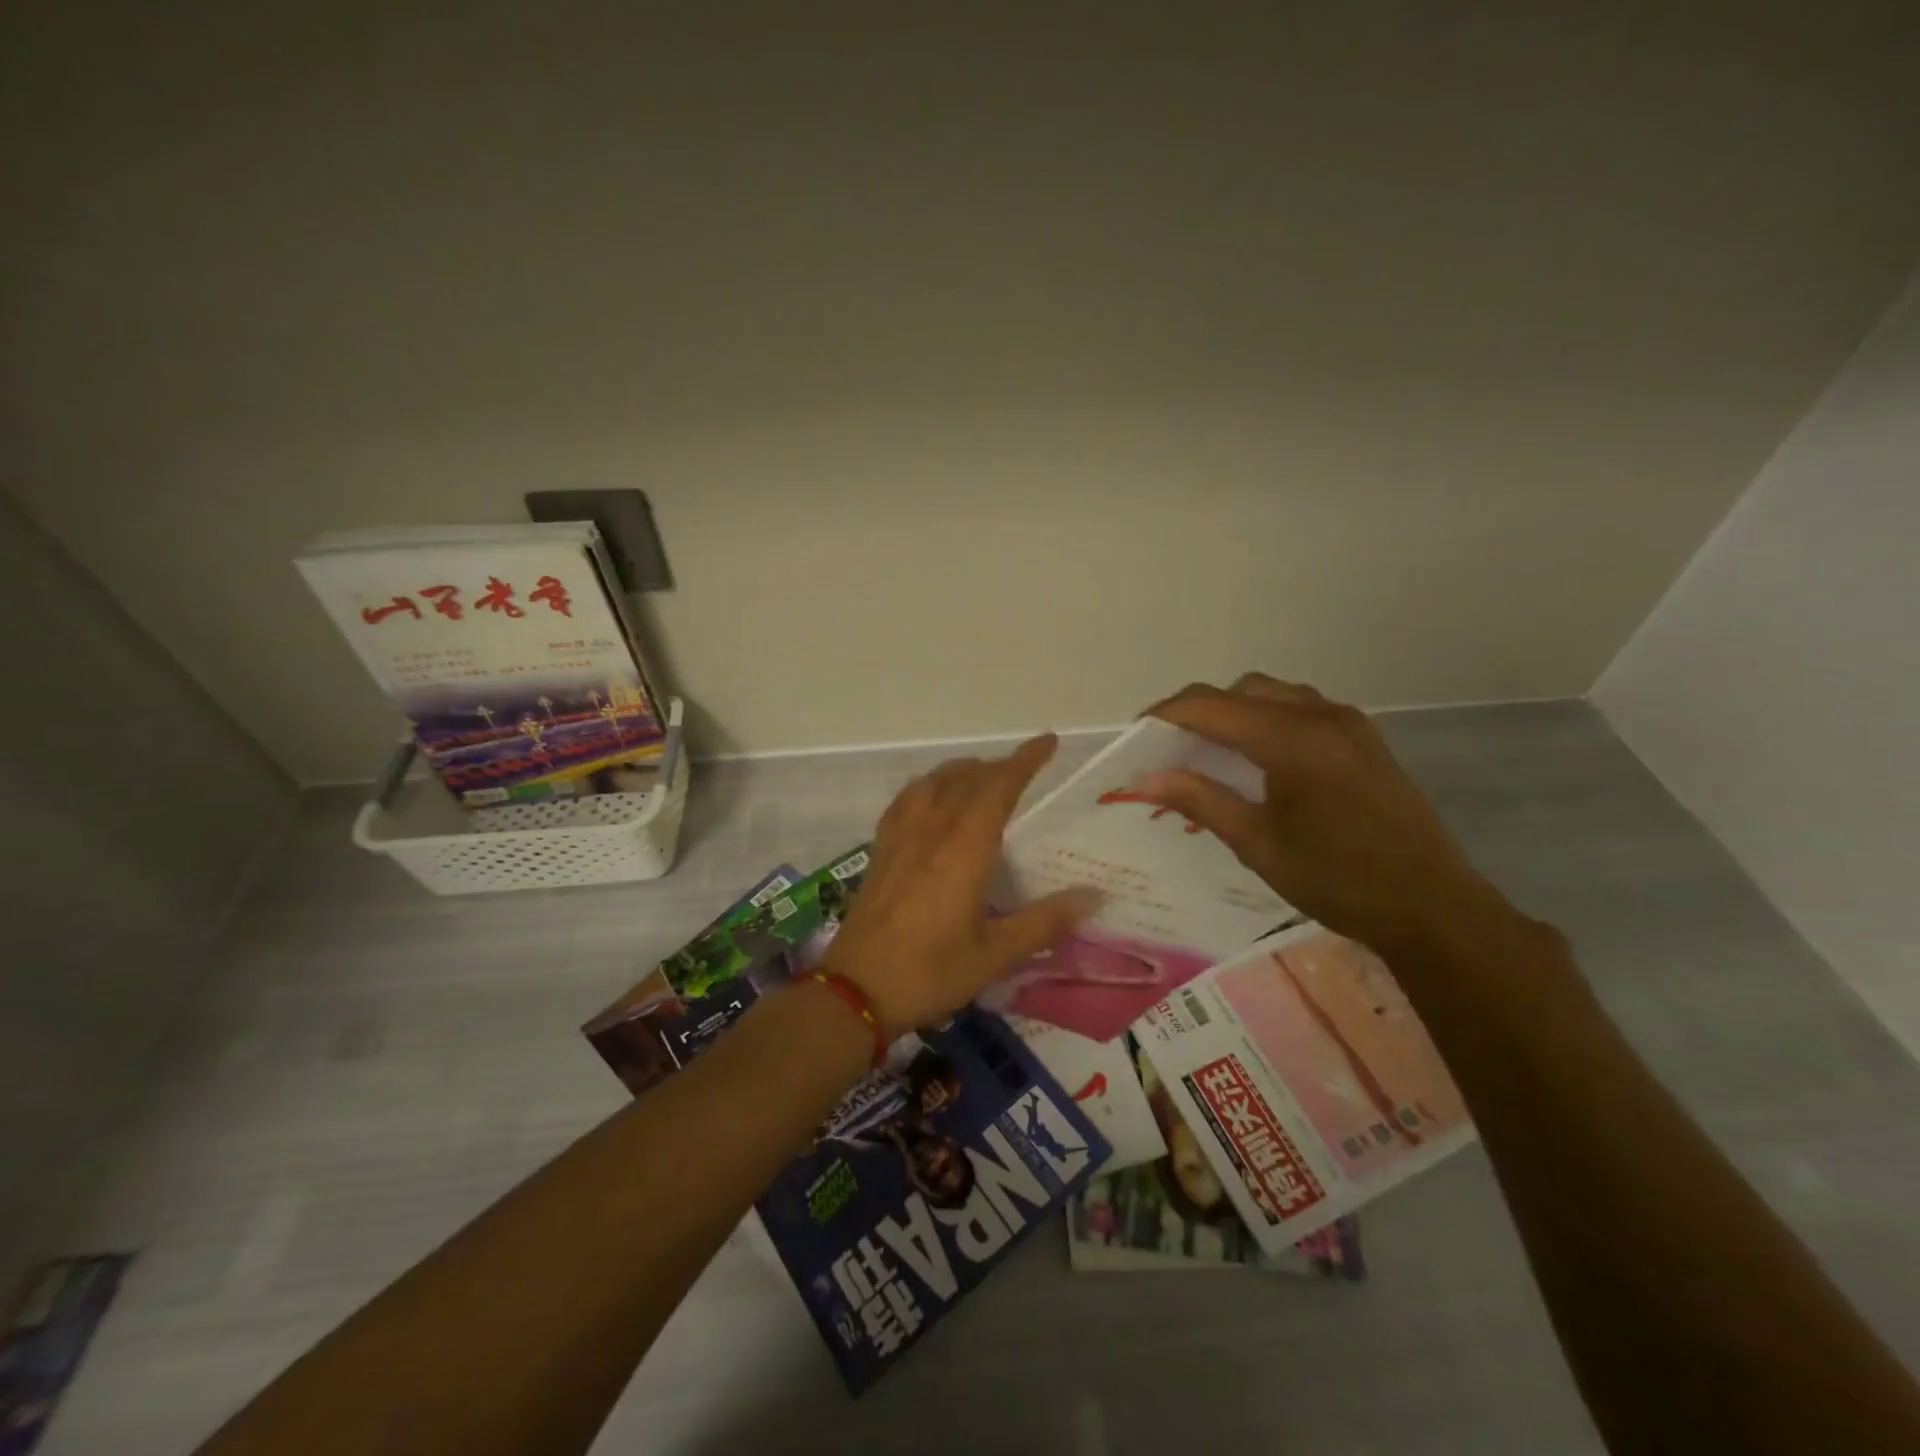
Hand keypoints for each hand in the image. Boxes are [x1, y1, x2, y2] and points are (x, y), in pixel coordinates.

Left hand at [823, 734, 1099, 1037]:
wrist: (854, 990)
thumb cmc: (930, 973)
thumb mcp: (995, 955)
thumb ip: (1044, 922)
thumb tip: (1093, 895)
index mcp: (964, 850)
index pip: (998, 788)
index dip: (1024, 761)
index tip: (1047, 742)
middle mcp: (932, 831)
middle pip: (966, 778)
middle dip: (998, 766)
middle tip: (1024, 771)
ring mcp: (900, 837)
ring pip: (933, 782)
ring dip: (962, 771)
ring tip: (981, 777)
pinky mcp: (880, 850)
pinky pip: (906, 800)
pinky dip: (928, 786)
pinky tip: (931, 800)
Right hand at [1139, 674, 1510, 954]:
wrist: (1431, 906)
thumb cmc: (1336, 880)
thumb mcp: (1257, 843)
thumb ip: (1200, 800)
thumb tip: (1146, 779)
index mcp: (1291, 739)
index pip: (1209, 706)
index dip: (1165, 715)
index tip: (1135, 736)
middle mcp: (1319, 715)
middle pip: (1240, 690)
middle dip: (1197, 710)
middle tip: (1169, 747)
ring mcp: (1347, 722)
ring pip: (1272, 694)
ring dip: (1234, 711)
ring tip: (1209, 750)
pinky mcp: (1362, 737)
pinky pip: (1300, 707)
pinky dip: (1266, 718)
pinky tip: (1257, 756)